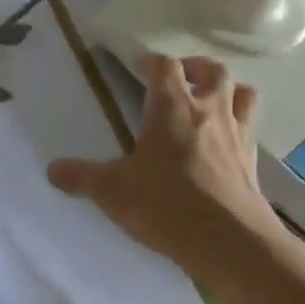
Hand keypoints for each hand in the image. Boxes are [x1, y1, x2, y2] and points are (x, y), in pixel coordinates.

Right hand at [48, 54, 284, 282]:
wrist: (230, 242)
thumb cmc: (166, 205)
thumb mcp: (113, 191)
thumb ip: (82, 177)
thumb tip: (51, 169)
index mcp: (172, 107)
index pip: (165, 66)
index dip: (151, 61)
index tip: (138, 67)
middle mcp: (209, 111)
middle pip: (213, 70)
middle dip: (196, 68)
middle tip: (181, 78)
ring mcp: (237, 135)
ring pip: (243, 94)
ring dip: (228, 91)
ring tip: (211, 101)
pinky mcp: (253, 162)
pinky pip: (251, 130)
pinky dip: (240, 126)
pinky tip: (225, 144)